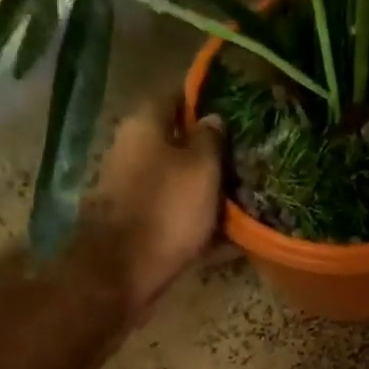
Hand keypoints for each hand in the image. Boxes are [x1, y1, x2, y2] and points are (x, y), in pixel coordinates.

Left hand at [82, 96, 225, 314]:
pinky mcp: (137, 223)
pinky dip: (196, 220)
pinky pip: (173, 214)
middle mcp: (131, 149)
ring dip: (204, 188)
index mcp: (144, 125)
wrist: (123, 271)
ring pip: (176, 180)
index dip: (207, 102)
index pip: (177, 97)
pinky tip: (225, 234)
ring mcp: (130, 188)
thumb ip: (211, 138)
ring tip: (241, 197)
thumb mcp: (201, 167)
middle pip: (176, 142)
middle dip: (209, 151)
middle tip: (244, 160)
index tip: (237, 114)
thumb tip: (213, 118)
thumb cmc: (167, 210)